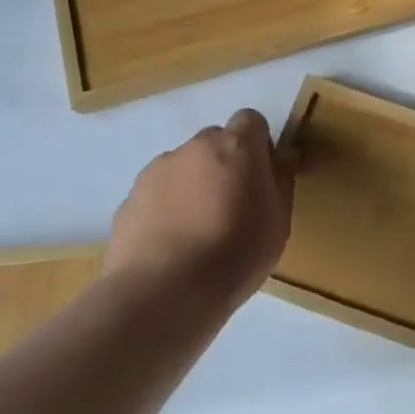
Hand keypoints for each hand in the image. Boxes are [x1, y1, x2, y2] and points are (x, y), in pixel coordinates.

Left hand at [108, 109, 294, 304]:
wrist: (163, 293)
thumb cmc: (235, 254)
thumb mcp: (279, 222)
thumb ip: (282, 181)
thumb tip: (285, 156)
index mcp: (236, 146)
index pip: (251, 120)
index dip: (258, 144)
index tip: (261, 176)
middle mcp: (194, 147)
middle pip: (215, 141)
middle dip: (224, 163)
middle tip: (231, 204)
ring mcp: (156, 170)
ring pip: (183, 166)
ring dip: (193, 184)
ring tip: (197, 230)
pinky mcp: (129, 199)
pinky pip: (156, 193)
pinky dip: (166, 208)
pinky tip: (171, 244)